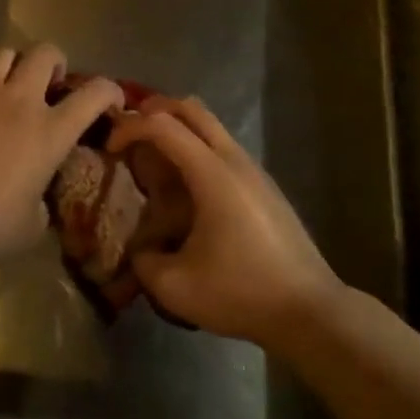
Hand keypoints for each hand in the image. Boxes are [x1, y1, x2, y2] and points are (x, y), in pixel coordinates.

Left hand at [0, 44, 122, 277]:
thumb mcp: (34, 222)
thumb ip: (42, 196)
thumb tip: (36, 192)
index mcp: (49, 132)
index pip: (94, 93)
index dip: (110, 90)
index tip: (112, 100)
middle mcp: (19, 102)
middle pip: (45, 53)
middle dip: (55, 63)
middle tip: (52, 84)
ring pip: (5, 53)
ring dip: (16, 66)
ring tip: (12, 87)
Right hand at [108, 96, 341, 345]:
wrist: (309, 310)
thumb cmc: (242, 293)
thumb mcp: (176, 288)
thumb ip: (143, 261)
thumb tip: (139, 249)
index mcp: (212, 173)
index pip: (162, 124)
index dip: (129, 127)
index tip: (110, 148)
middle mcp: (233, 159)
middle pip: (190, 107)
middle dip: (153, 110)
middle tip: (129, 133)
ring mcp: (253, 169)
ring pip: (210, 125)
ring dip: (177, 128)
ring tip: (152, 159)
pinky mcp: (264, 185)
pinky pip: (222, 147)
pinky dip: (195, 147)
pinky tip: (185, 187)